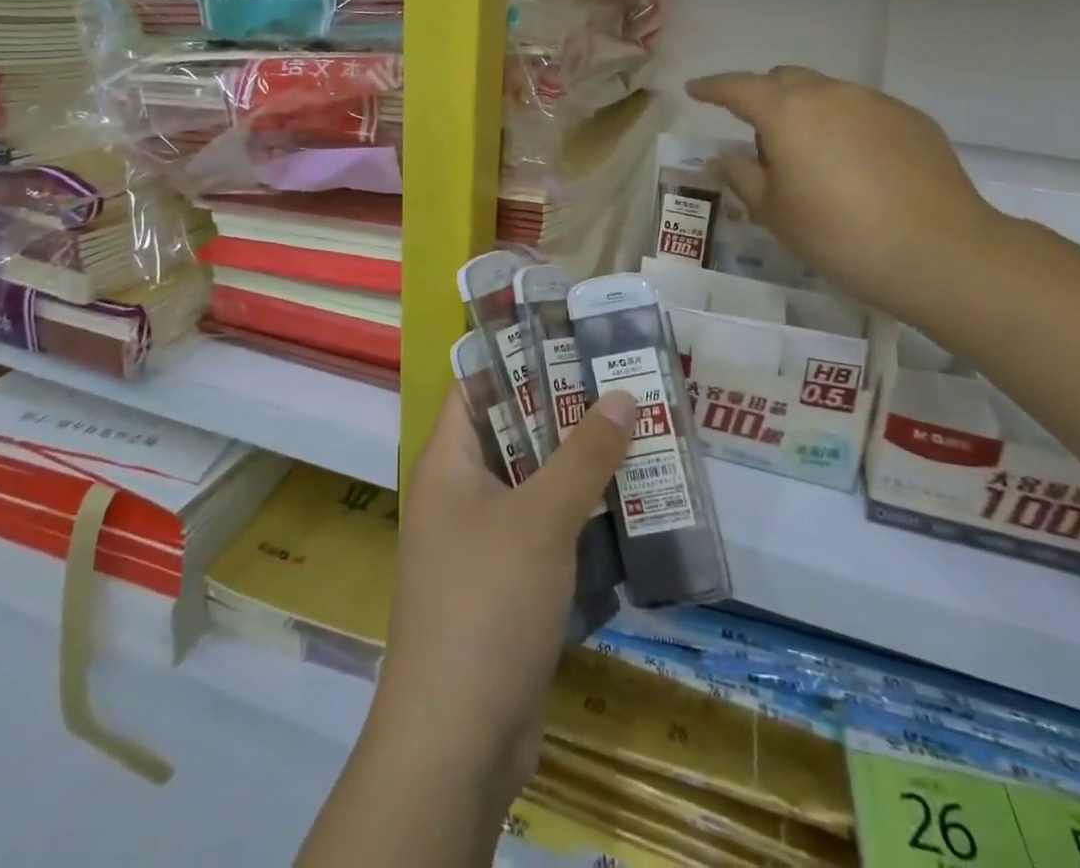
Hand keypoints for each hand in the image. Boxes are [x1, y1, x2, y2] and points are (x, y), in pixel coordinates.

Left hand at [372, 386, 635, 813]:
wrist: (458, 738)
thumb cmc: (488, 602)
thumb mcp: (541, 518)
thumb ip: (584, 455)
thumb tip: (623, 394)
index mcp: (446, 463)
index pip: (474, 389)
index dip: (514, 360)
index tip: (568, 342)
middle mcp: (456, 495)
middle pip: (509, 434)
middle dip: (561, 413)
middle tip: (618, 387)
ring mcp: (478, 544)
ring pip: (530, 486)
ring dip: (575, 467)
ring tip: (633, 437)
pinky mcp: (503, 587)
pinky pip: (540, 532)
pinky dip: (575, 517)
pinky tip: (624, 509)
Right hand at [685, 67, 1003, 326]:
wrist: (941, 253)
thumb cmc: (839, 235)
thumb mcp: (775, 213)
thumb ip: (742, 176)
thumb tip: (724, 158)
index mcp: (787, 113)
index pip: (737, 87)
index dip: (712, 87)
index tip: (694, 90)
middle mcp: (831, 94)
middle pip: (784, 80)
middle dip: (763, 98)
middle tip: (759, 139)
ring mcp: (876, 102)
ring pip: (827, 93)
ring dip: (806, 113)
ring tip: (812, 160)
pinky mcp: (912, 119)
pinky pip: (863, 111)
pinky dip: (845, 126)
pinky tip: (857, 168)